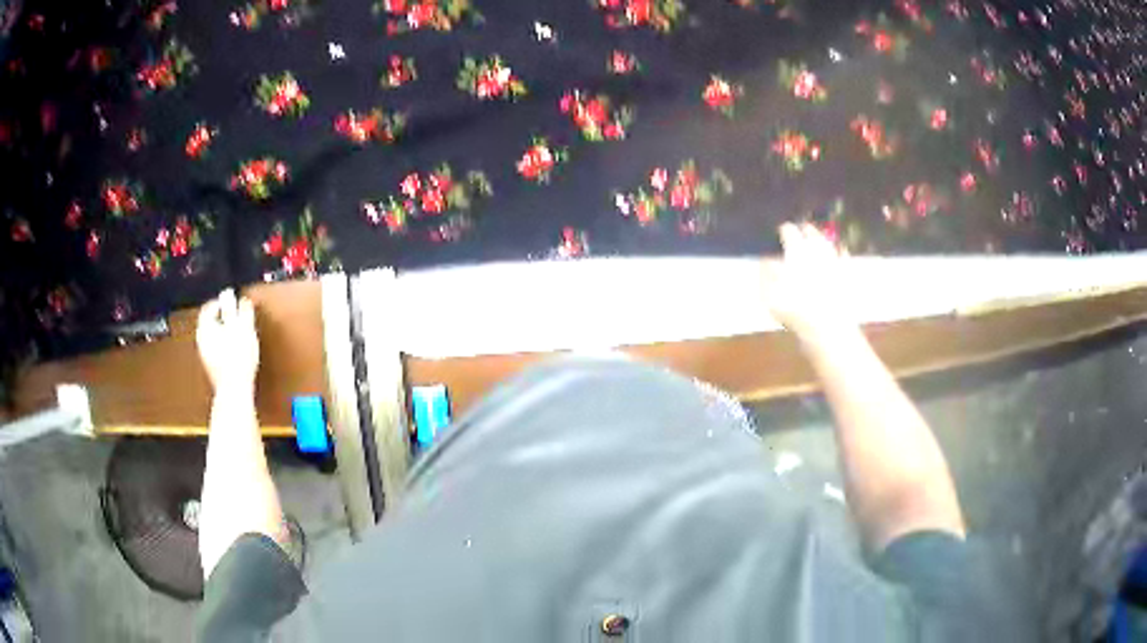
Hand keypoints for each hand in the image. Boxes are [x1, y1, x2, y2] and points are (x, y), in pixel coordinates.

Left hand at [196, 289, 259, 391]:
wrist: (234, 390)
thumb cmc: (238, 357)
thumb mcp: (243, 329)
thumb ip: (241, 311)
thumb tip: (238, 297)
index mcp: (205, 328)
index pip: (209, 307)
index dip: (220, 302)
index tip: (232, 301)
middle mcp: (201, 340)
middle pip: (210, 322)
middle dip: (223, 318)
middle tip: (236, 316)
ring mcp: (205, 356)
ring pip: (213, 337)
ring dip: (224, 332)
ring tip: (238, 333)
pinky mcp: (212, 368)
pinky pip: (216, 350)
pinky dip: (224, 345)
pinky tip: (235, 351)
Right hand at [765, 223, 856, 343]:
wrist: (828, 326)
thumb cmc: (794, 309)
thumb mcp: (769, 292)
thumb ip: (766, 271)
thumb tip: (766, 257)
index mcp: (796, 248)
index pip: (788, 230)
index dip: (781, 231)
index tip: (777, 234)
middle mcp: (817, 247)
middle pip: (809, 230)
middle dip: (801, 229)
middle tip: (795, 234)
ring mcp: (834, 258)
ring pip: (826, 239)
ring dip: (819, 237)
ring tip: (813, 239)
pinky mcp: (847, 271)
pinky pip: (842, 254)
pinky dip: (838, 250)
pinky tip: (837, 251)